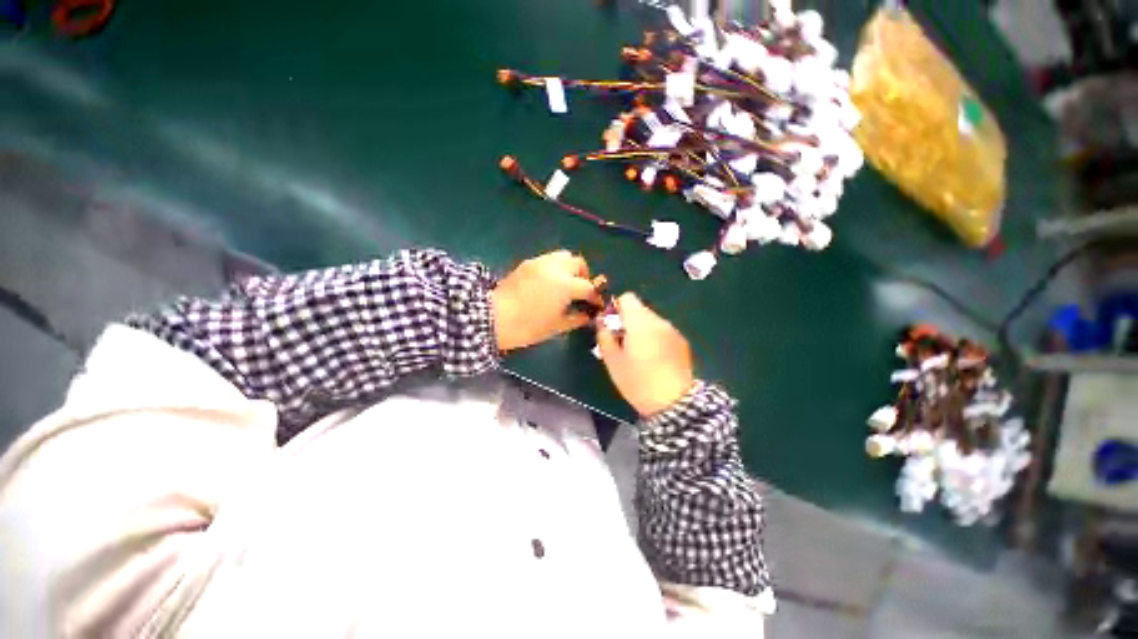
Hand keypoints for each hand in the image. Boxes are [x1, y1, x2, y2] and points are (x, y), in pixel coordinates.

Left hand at [492, 251, 602, 351]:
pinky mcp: (527, 264)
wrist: (493, 319)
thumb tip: (588, 316)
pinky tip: (549, 283)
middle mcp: (555, 267)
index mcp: (565, 284)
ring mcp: (539, 262)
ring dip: (569, 268)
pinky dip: (555, 268)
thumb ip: (576, 319)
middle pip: (578, 263)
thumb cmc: (528, 326)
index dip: (594, 297)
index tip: (595, 305)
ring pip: (563, 256)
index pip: (588, 287)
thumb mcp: (556, 326)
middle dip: (584, 276)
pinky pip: (548, 260)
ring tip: (566, 284)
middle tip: (581, 291)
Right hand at [596, 293, 694, 416]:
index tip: (612, 325)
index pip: (627, 298)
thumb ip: (604, 336)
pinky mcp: (682, 341)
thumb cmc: (637, 381)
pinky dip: (655, 338)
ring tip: (639, 354)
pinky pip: (663, 331)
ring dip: (642, 330)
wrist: (673, 402)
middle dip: (628, 321)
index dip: (617, 308)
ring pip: (651, 321)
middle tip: (622, 343)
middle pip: (640, 309)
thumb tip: (601, 321)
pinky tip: (654, 359)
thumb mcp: (612, 361)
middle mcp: (658, 320)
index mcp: (640, 322)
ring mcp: (672, 330)